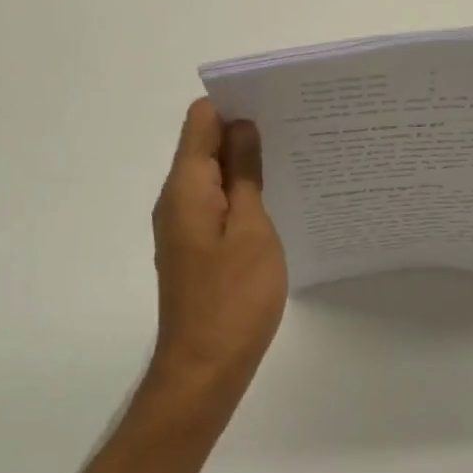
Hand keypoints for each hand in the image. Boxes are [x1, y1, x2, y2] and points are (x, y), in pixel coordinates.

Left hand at [149, 98, 288, 403]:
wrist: (205, 369)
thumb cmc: (233, 297)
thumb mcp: (251, 229)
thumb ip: (245, 174)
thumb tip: (243, 127)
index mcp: (186, 187)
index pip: (200, 120)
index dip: (234, 104)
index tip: (276, 103)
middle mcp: (176, 199)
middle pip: (204, 145)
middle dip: (244, 131)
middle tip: (296, 128)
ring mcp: (183, 225)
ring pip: (212, 175)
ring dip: (245, 163)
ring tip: (294, 158)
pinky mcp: (194, 248)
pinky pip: (215, 203)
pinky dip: (240, 192)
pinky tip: (275, 199)